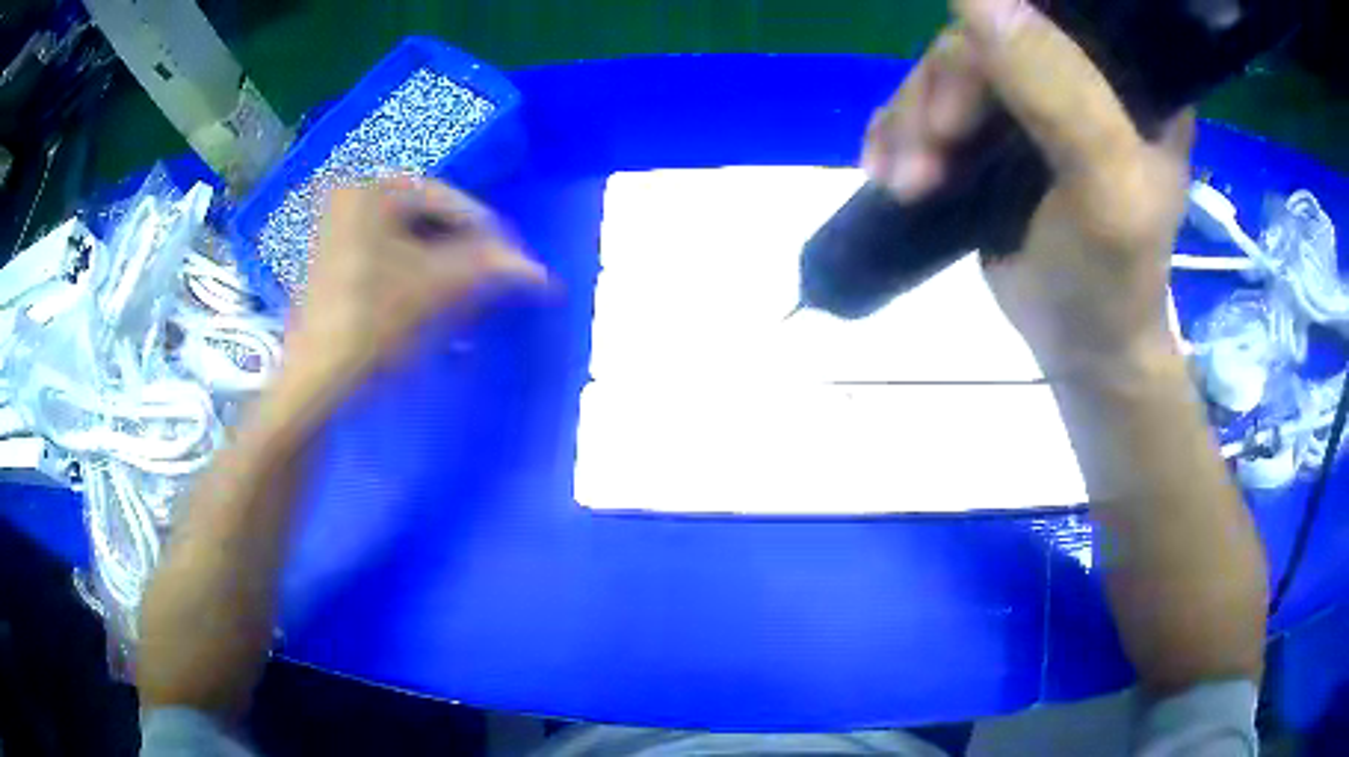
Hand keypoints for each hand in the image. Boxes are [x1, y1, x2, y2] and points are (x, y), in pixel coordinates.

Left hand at [284, 176, 548, 387]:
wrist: (314, 386)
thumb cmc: (371, 325)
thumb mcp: (435, 290)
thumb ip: (491, 270)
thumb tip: (542, 273)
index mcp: (370, 190)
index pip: (446, 200)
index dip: (488, 232)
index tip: (516, 263)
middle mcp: (351, 200)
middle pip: (427, 222)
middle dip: (465, 255)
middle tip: (494, 283)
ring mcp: (338, 233)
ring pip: (409, 244)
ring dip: (445, 272)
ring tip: (470, 302)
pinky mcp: (335, 266)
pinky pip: (389, 262)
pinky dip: (417, 281)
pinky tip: (435, 309)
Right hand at [864, 0, 1194, 378]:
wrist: (1082, 349)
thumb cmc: (1113, 279)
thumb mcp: (1105, 186)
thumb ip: (1057, 87)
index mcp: (1129, 74)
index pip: (1055, 10)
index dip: (1002, 24)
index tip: (968, 89)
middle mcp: (1081, 71)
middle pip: (988, 36)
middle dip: (942, 93)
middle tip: (926, 161)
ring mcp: (1032, 98)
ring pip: (947, 69)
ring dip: (912, 122)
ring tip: (903, 184)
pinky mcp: (993, 128)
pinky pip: (930, 101)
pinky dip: (900, 133)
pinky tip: (889, 172)